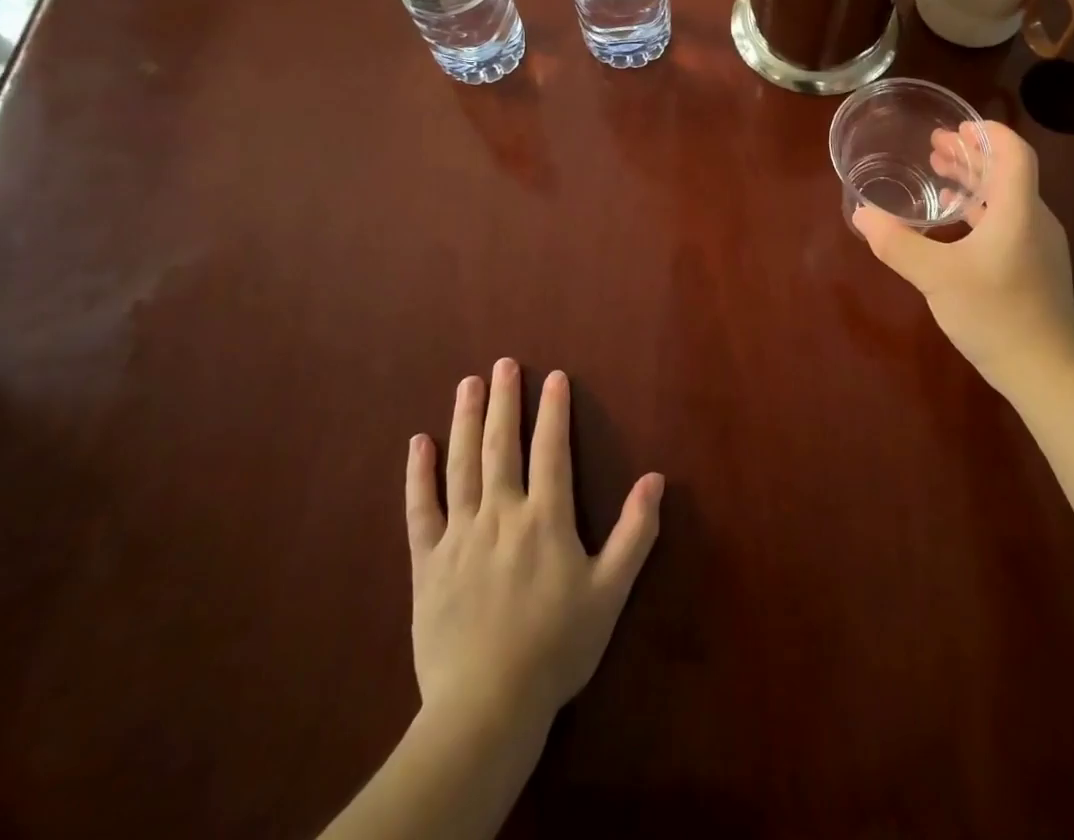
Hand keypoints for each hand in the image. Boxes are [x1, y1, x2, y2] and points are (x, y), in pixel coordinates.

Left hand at [407, 360, 663, 731]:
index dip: (554, 410)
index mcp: (545, 519)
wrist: (486, 708)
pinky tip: (418, 443)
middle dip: (504, 401)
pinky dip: (418, 474)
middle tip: (503, 364)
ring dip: (465, 421)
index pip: (550, 449)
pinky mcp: (427, 563)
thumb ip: (635, 533)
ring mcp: (460, 536)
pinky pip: (420, 509)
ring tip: (468, 384)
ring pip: (461, 465)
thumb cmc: (556, 648)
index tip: (554, 376)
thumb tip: (656, 478)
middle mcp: (501, 514)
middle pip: (501, 446)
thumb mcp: (610, 593)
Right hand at [852, 120, 1073, 395]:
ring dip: (974, 181)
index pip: (1014, 153)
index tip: (956, 125)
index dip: (988, 132)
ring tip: (940, 173)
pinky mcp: (1035, 267)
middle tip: (935, 144)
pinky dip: (980, 209)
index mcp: (1018, 211)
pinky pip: (1008, 221)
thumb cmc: (995, 314)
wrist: (1047, 372)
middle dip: (972, 153)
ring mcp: (1039, 245)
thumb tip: (862, 214)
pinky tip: (954, 222)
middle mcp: (1035, 220)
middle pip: (1008, 171)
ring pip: (1007, 197)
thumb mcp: (936, 277)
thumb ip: (896, 243)